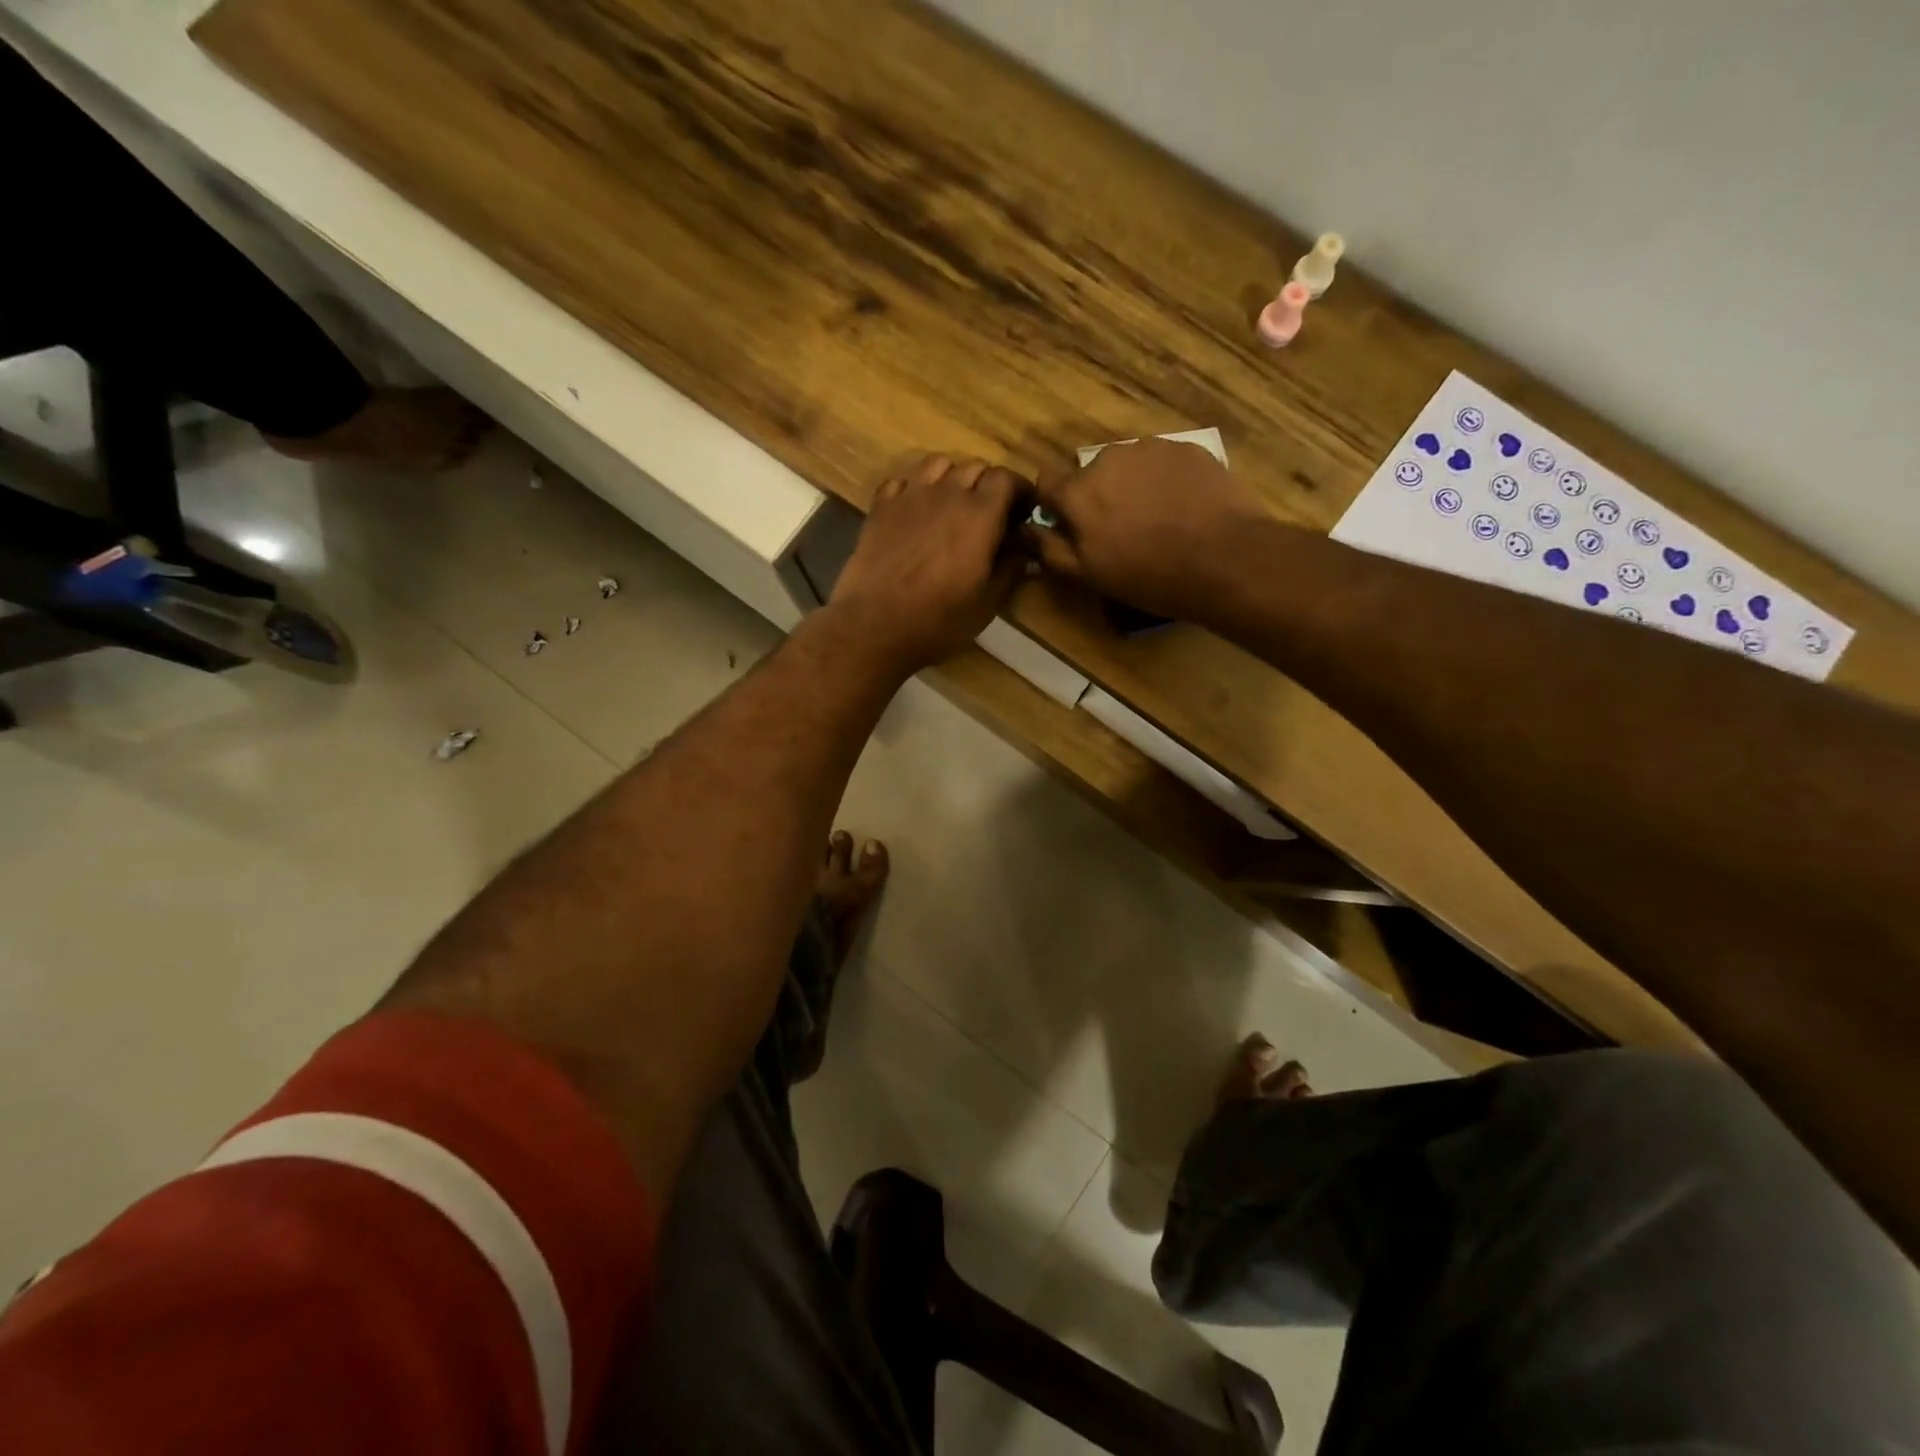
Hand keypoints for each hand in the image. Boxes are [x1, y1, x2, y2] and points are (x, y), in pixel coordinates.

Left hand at [826, 454, 1029, 673]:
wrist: (875, 626)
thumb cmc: (938, 620)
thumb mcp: (987, 603)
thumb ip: (1011, 568)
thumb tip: (1024, 548)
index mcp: (980, 516)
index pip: (1007, 478)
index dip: (1019, 491)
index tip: (1023, 512)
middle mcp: (947, 494)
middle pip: (975, 467)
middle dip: (988, 484)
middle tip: (990, 513)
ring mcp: (909, 496)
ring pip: (939, 464)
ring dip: (952, 478)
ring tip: (953, 504)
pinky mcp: (881, 507)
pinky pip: (903, 481)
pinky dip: (915, 488)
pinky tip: (916, 511)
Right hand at [1026, 437, 1268, 619]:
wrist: (1224, 559)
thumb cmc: (1148, 575)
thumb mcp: (1089, 575)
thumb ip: (1050, 549)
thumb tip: (1026, 529)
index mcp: (1079, 491)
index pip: (1046, 482)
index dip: (1054, 505)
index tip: (1068, 527)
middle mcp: (1109, 458)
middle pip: (1090, 475)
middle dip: (1098, 497)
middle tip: (1121, 532)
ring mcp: (1151, 448)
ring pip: (1127, 466)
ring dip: (1131, 487)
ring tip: (1156, 519)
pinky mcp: (1187, 448)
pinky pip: (1162, 462)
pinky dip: (1164, 481)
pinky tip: (1182, 508)